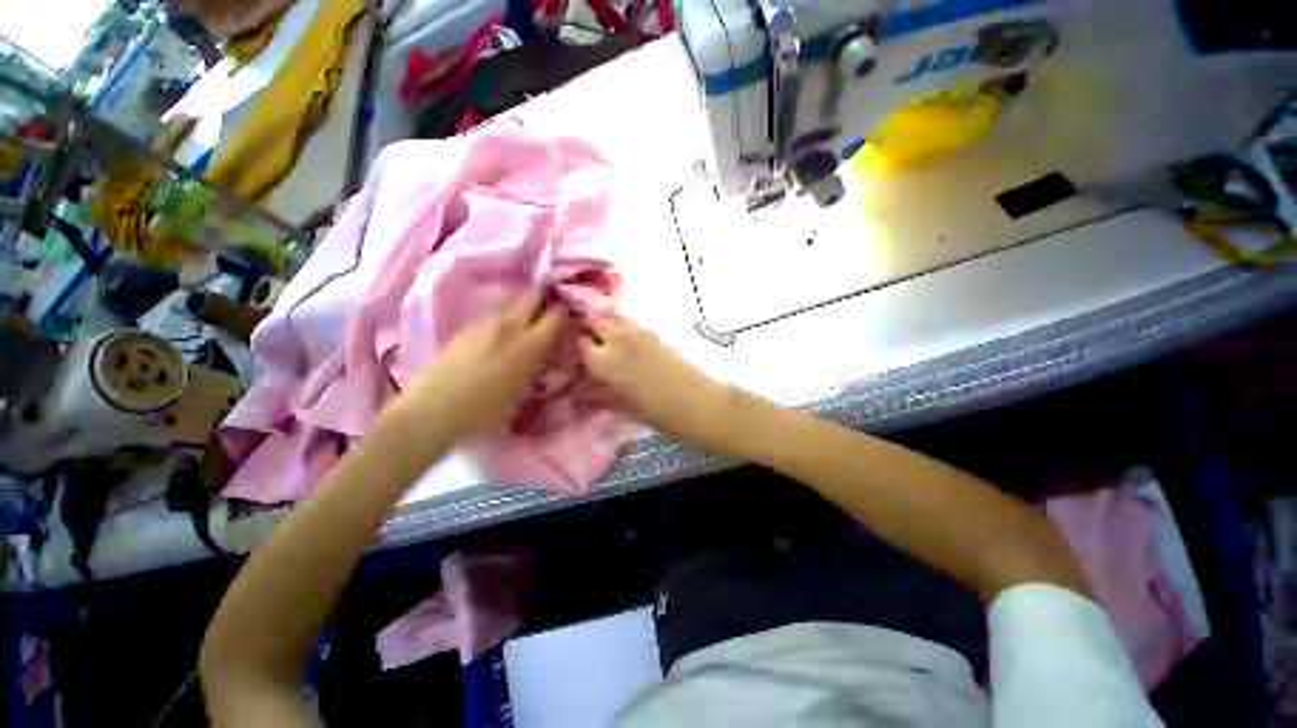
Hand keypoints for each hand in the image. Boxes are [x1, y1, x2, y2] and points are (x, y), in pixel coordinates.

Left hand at [391, 296, 564, 440]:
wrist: (433, 410)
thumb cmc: (485, 411)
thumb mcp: (522, 392)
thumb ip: (535, 366)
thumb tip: (541, 353)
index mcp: (529, 345)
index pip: (555, 316)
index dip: (564, 313)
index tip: (567, 317)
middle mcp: (508, 327)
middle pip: (530, 298)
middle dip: (541, 299)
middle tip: (546, 310)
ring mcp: (483, 325)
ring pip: (508, 306)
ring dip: (519, 311)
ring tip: (520, 327)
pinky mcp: (463, 330)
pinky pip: (490, 319)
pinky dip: (499, 324)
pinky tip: (494, 340)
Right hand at [579, 315, 738, 448]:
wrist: (700, 402)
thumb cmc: (659, 413)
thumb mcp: (624, 407)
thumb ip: (600, 394)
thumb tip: (581, 390)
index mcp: (605, 362)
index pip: (578, 342)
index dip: (574, 345)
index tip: (573, 353)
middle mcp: (618, 340)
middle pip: (593, 319)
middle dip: (587, 327)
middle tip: (588, 342)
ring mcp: (639, 333)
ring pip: (613, 317)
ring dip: (605, 324)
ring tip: (605, 340)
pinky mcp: (655, 333)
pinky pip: (630, 323)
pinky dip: (622, 327)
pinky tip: (626, 343)